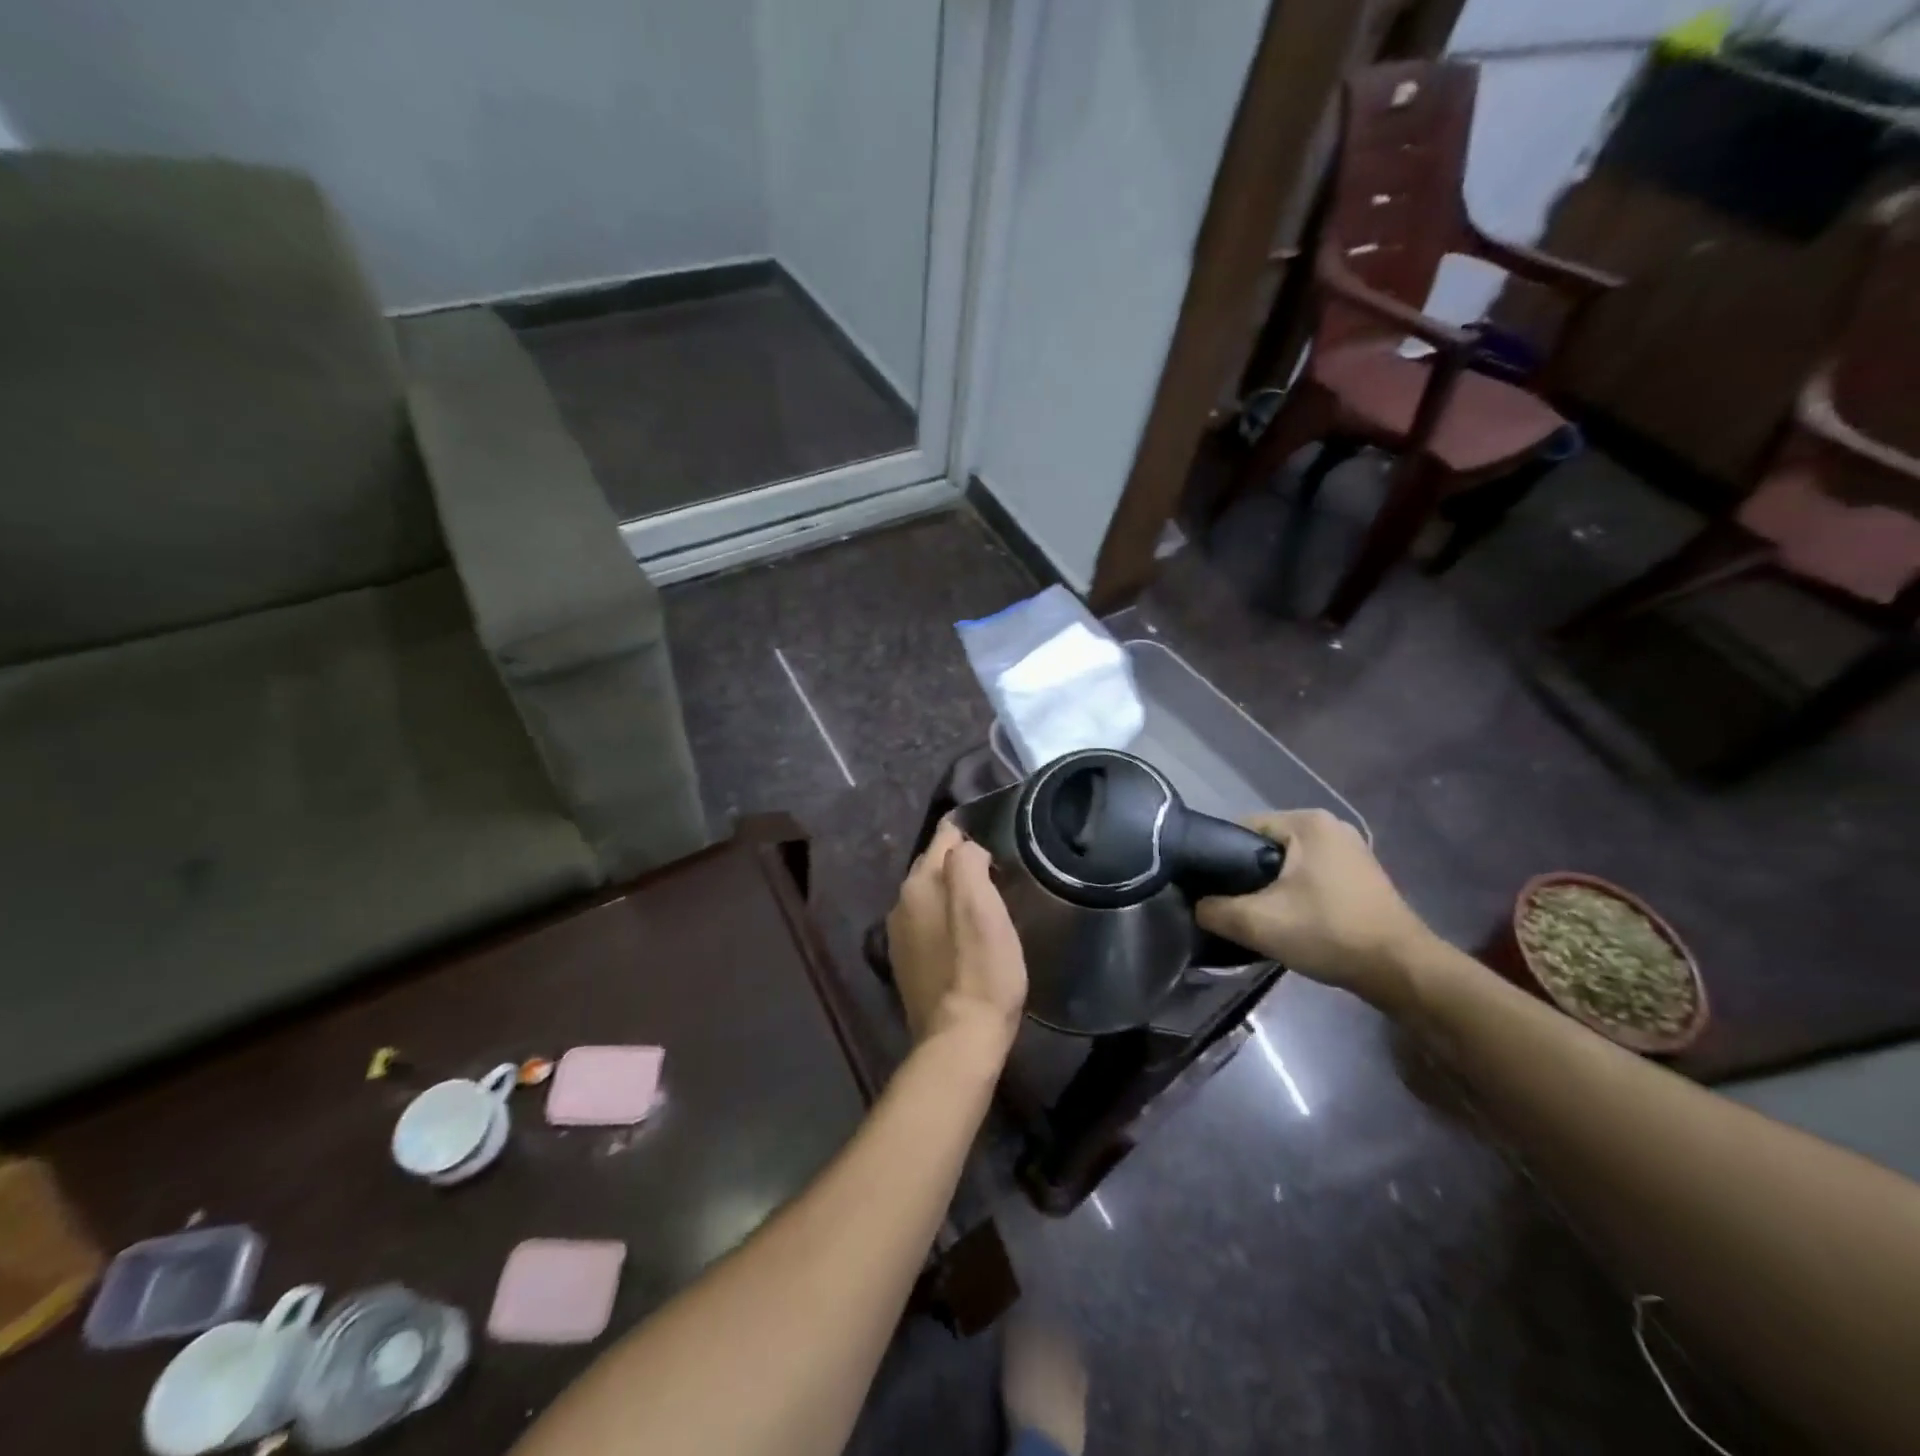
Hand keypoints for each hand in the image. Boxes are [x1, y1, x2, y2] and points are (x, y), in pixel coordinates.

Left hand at [885, 819, 1027, 1061]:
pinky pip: (927, 923)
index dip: (969, 833)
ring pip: (930, 895)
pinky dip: (945, 919)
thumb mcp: (983, 905)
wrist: (960, 1038)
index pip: (944, 838)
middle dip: (960, 860)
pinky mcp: (907, 963)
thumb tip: (966, 847)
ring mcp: (900, 935)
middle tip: (996, 868)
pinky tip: (965, 934)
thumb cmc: (981, 968)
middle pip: (934, 865)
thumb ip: (968, 862)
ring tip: (985, 899)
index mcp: (919, 883)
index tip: (995, 838)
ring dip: (952, 891)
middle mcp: (901, 903)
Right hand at [1195, 809, 1435, 1008]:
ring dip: (1271, 887)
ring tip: (1259, 916)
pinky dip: (1296, 893)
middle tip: (1232, 907)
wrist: (1401, 970)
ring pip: (1288, 863)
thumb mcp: (1257, 923)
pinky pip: (1311, 875)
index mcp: (1306, 822)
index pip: (1241, 828)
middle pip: (1265, 845)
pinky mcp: (1362, 875)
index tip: (1209, 889)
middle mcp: (1330, 826)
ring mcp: (1351, 850)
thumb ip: (1214, 909)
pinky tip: (1291, 920)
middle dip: (1246, 875)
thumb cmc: (1328, 933)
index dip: (1218, 857)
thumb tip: (1196, 905)